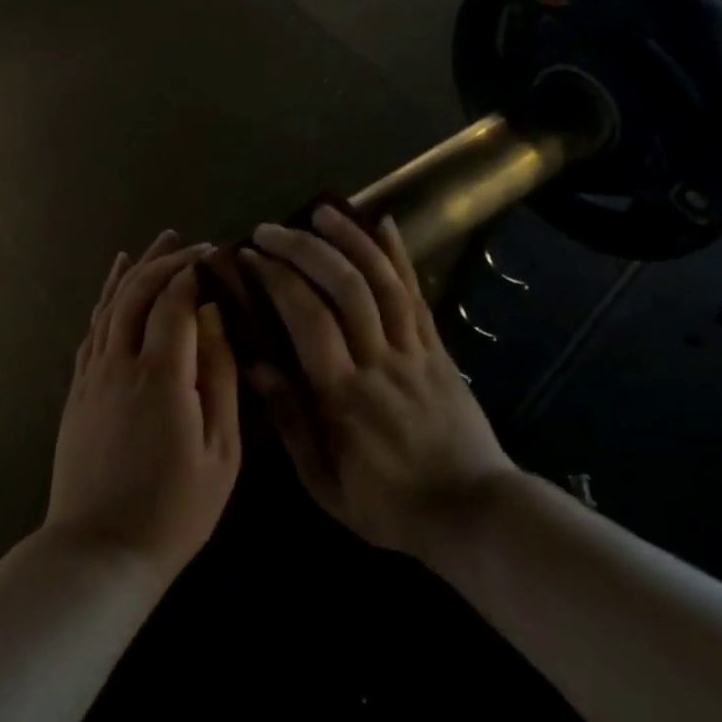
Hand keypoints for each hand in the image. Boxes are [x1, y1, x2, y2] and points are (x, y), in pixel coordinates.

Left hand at [45, 231, 241, 584]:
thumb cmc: (174, 509)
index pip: (173, 302)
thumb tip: (215, 319)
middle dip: (164, 261)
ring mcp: (92, 375)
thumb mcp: (220, 452)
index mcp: (160, 376)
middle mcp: (119, 364)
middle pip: (137, 294)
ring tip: (155, 243)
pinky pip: (92, 330)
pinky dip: (105, 299)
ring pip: (110, 305)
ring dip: (134, 271)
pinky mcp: (77, 390)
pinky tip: (115, 284)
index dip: (192, 273)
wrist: (99, 551)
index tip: (214, 255)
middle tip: (188, 241)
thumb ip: (219, 378)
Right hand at [240, 207, 514, 560]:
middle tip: (270, 230)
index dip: (276, 279)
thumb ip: (290, 422)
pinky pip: (418, 295)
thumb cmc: (389, 505)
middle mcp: (380, 360)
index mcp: (344, 395)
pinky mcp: (438, 348)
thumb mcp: (325, 484)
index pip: (307, 319)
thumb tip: (255, 366)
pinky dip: (400, 256)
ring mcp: (414, 350)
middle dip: (304, 249)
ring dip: (351, 240)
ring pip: (383, 282)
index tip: (248, 257)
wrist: (473, 512)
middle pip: (344, 288)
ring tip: (322, 210)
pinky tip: (384, 224)